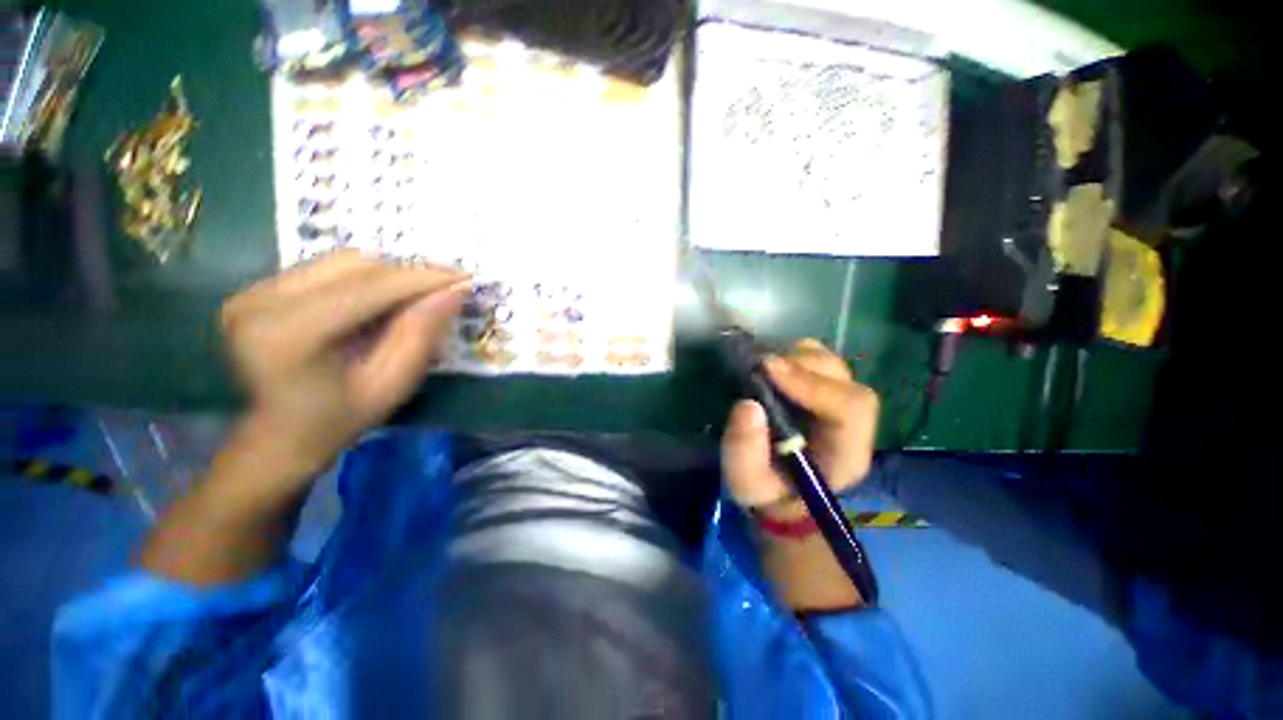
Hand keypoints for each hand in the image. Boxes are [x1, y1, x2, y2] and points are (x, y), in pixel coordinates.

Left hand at [220, 251, 469, 474]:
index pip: (370, 287)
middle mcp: (263, 299)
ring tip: (424, 290)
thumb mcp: (391, 384)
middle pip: (355, 265)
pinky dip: (367, 277)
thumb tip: (454, 291)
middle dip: (410, 272)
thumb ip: (421, 334)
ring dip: (391, 272)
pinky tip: (389, 294)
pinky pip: (326, 268)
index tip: (466, 277)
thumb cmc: (338, 420)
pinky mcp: (258, 288)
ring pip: (342, 261)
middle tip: (451, 284)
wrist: (277, 437)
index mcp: (290, 333)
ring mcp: (255, 290)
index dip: (424, 278)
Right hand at [721, 338, 879, 518]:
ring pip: (829, 363)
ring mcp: (838, 401)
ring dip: (793, 357)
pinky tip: (767, 365)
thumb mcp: (746, 483)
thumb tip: (748, 405)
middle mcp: (851, 422)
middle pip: (842, 378)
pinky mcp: (823, 388)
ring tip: (760, 365)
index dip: (811, 384)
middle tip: (758, 365)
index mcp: (845, 453)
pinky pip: (814, 359)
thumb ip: (744, 452)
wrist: (780, 491)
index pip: (850, 407)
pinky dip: (790, 354)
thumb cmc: (767, 491)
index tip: (767, 370)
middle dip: (799, 365)